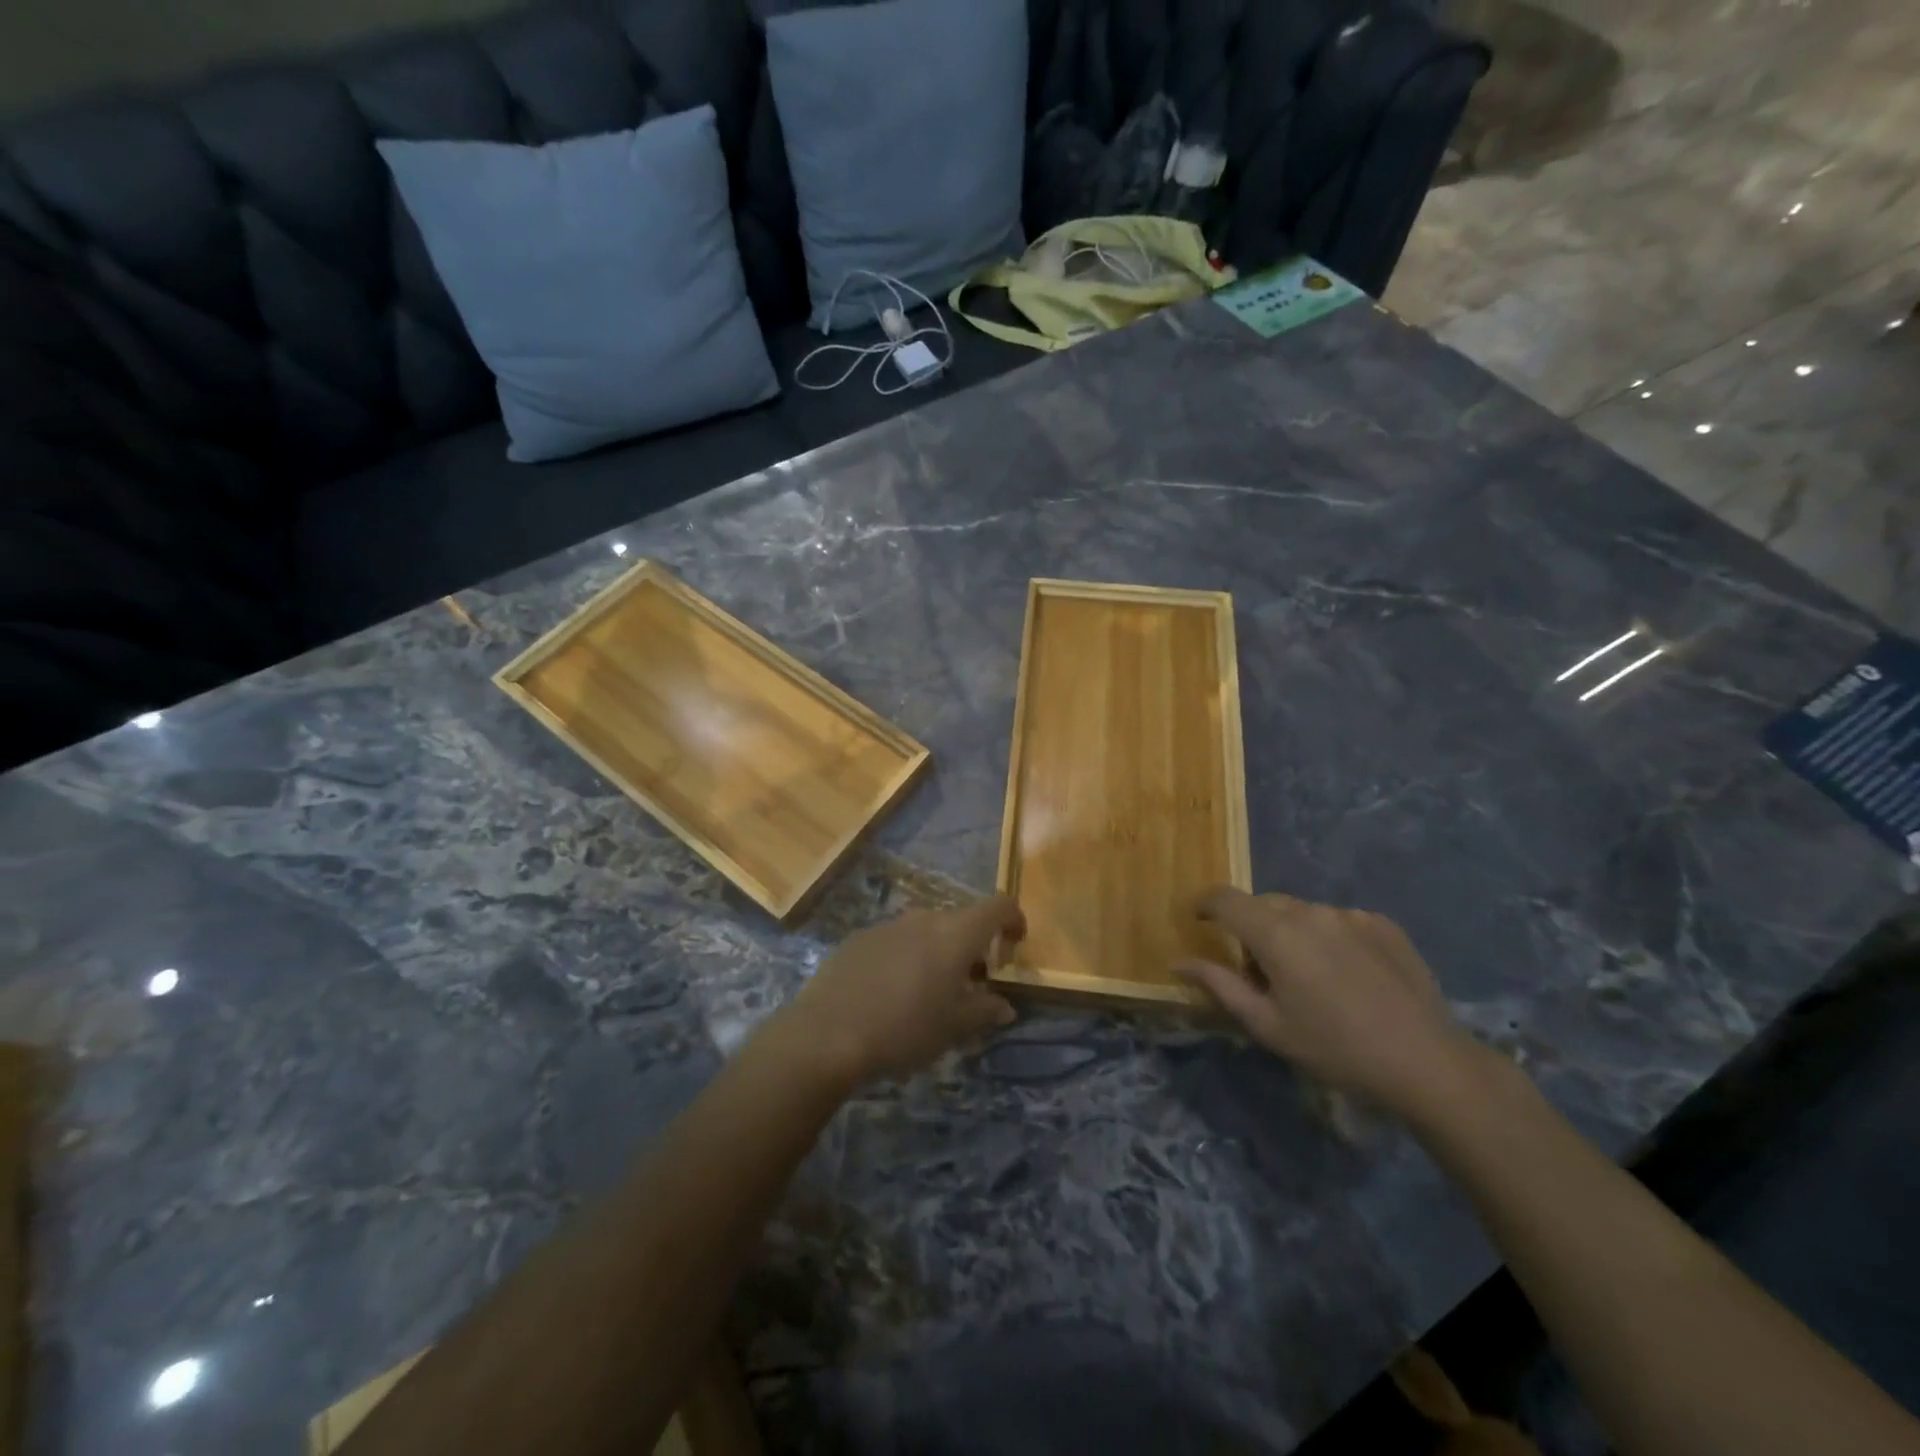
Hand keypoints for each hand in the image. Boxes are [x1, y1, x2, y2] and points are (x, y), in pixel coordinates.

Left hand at [777, 896, 1024, 1085]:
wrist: (827, 1033)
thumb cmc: (904, 1029)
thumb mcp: (953, 1027)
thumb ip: (985, 1011)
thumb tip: (1005, 1006)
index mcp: (955, 933)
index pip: (998, 905)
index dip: (1013, 919)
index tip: (1015, 944)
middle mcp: (924, 918)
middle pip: (961, 920)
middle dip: (973, 946)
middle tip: (972, 984)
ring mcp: (888, 925)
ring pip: (926, 930)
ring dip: (938, 952)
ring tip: (930, 992)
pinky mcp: (859, 938)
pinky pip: (896, 941)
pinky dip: (906, 957)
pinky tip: (891, 994)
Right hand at [1175, 887, 1477, 1114]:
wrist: (1427, 1063)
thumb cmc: (1334, 1049)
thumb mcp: (1267, 1025)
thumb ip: (1220, 985)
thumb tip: (1179, 962)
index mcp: (1275, 933)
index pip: (1225, 898)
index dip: (1204, 904)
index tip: (1198, 920)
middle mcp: (1310, 912)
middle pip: (1264, 904)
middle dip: (1250, 927)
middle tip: (1259, 971)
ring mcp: (1350, 915)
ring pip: (1302, 912)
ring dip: (1291, 932)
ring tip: (1309, 977)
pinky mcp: (1382, 924)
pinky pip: (1338, 920)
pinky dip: (1328, 937)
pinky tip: (1346, 975)